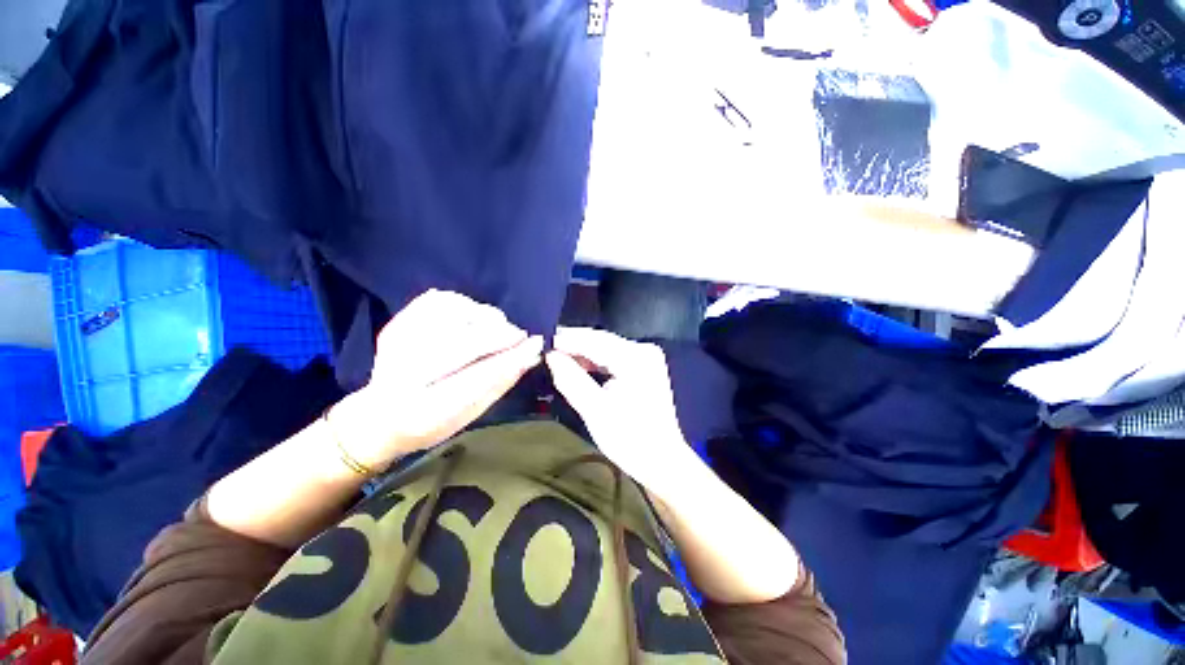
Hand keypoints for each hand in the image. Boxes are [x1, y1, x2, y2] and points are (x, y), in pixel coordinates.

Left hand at [331, 290, 542, 469]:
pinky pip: (438, 300)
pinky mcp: (397, 324)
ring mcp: (397, 343)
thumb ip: (501, 381)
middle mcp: (402, 373)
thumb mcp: (471, 413)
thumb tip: (532, 353)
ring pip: (451, 315)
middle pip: (463, 341)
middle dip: (501, 334)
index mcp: (421, 408)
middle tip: (518, 336)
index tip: (535, 344)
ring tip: (495, 329)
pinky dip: (464, 303)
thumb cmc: (433, 422)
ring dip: (484, 318)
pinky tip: (473, 317)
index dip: (510, 357)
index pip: (476, 377)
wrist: (379, 416)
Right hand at [545, 327, 691, 499]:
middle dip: (574, 344)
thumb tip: (550, 356)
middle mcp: (644, 350)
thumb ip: (571, 379)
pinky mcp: (645, 367)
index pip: (595, 340)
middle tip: (546, 348)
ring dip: (583, 352)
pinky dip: (596, 361)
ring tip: (558, 356)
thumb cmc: (629, 439)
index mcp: (635, 358)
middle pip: (601, 341)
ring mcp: (646, 358)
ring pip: (607, 348)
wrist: (662, 461)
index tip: (542, 340)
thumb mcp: (594, 410)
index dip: (567, 339)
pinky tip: (580, 366)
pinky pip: (614, 357)